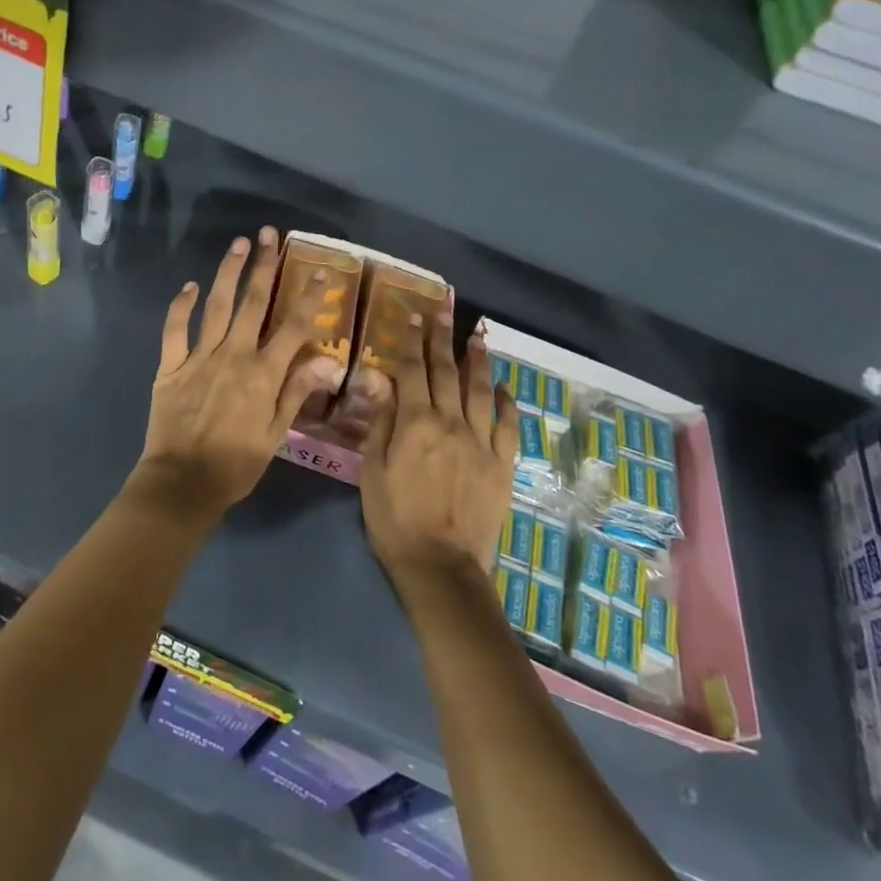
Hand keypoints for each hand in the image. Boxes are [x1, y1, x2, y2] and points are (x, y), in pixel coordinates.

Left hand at [135, 228, 343, 514]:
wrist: (183, 482)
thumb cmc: (236, 463)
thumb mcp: (275, 433)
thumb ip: (298, 392)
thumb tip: (327, 360)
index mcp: (263, 373)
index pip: (293, 326)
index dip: (309, 297)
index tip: (320, 271)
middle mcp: (234, 355)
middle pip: (253, 303)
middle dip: (263, 266)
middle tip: (269, 235)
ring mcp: (199, 357)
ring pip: (216, 305)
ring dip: (228, 272)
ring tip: (238, 244)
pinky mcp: (170, 365)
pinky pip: (175, 329)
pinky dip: (181, 305)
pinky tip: (189, 285)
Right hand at [360, 313, 517, 586]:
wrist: (441, 566)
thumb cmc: (395, 519)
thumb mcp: (372, 471)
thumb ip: (380, 422)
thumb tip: (380, 378)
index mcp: (415, 423)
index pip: (412, 371)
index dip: (411, 343)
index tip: (413, 318)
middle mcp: (451, 423)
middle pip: (446, 373)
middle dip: (442, 340)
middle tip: (443, 314)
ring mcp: (481, 442)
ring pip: (481, 391)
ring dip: (477, 361)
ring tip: (477, 336)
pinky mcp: (502, 464)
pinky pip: (508, 425)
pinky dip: (507, 402)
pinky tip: (503, 387)